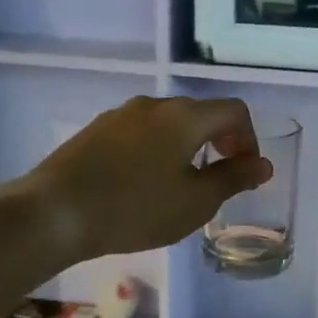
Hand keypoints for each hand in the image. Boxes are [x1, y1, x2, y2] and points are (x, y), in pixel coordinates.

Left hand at [11, 96, 271, 260]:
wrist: (55, 213)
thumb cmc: (136, 208)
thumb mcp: (195, 202)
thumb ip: (233, 179)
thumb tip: (263, 164)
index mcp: (185, 116)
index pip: (234, 111)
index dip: (249, 139)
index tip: (243, 173)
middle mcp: (154, 104)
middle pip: (200, 113)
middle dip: (218, 143)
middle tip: (217, 181)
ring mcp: (120, 115)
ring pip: (168, 124)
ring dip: (186, 147)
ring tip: (179, 186)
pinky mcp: (95, 131)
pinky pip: (140, 134)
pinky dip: (156, 151)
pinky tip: (142, 185)